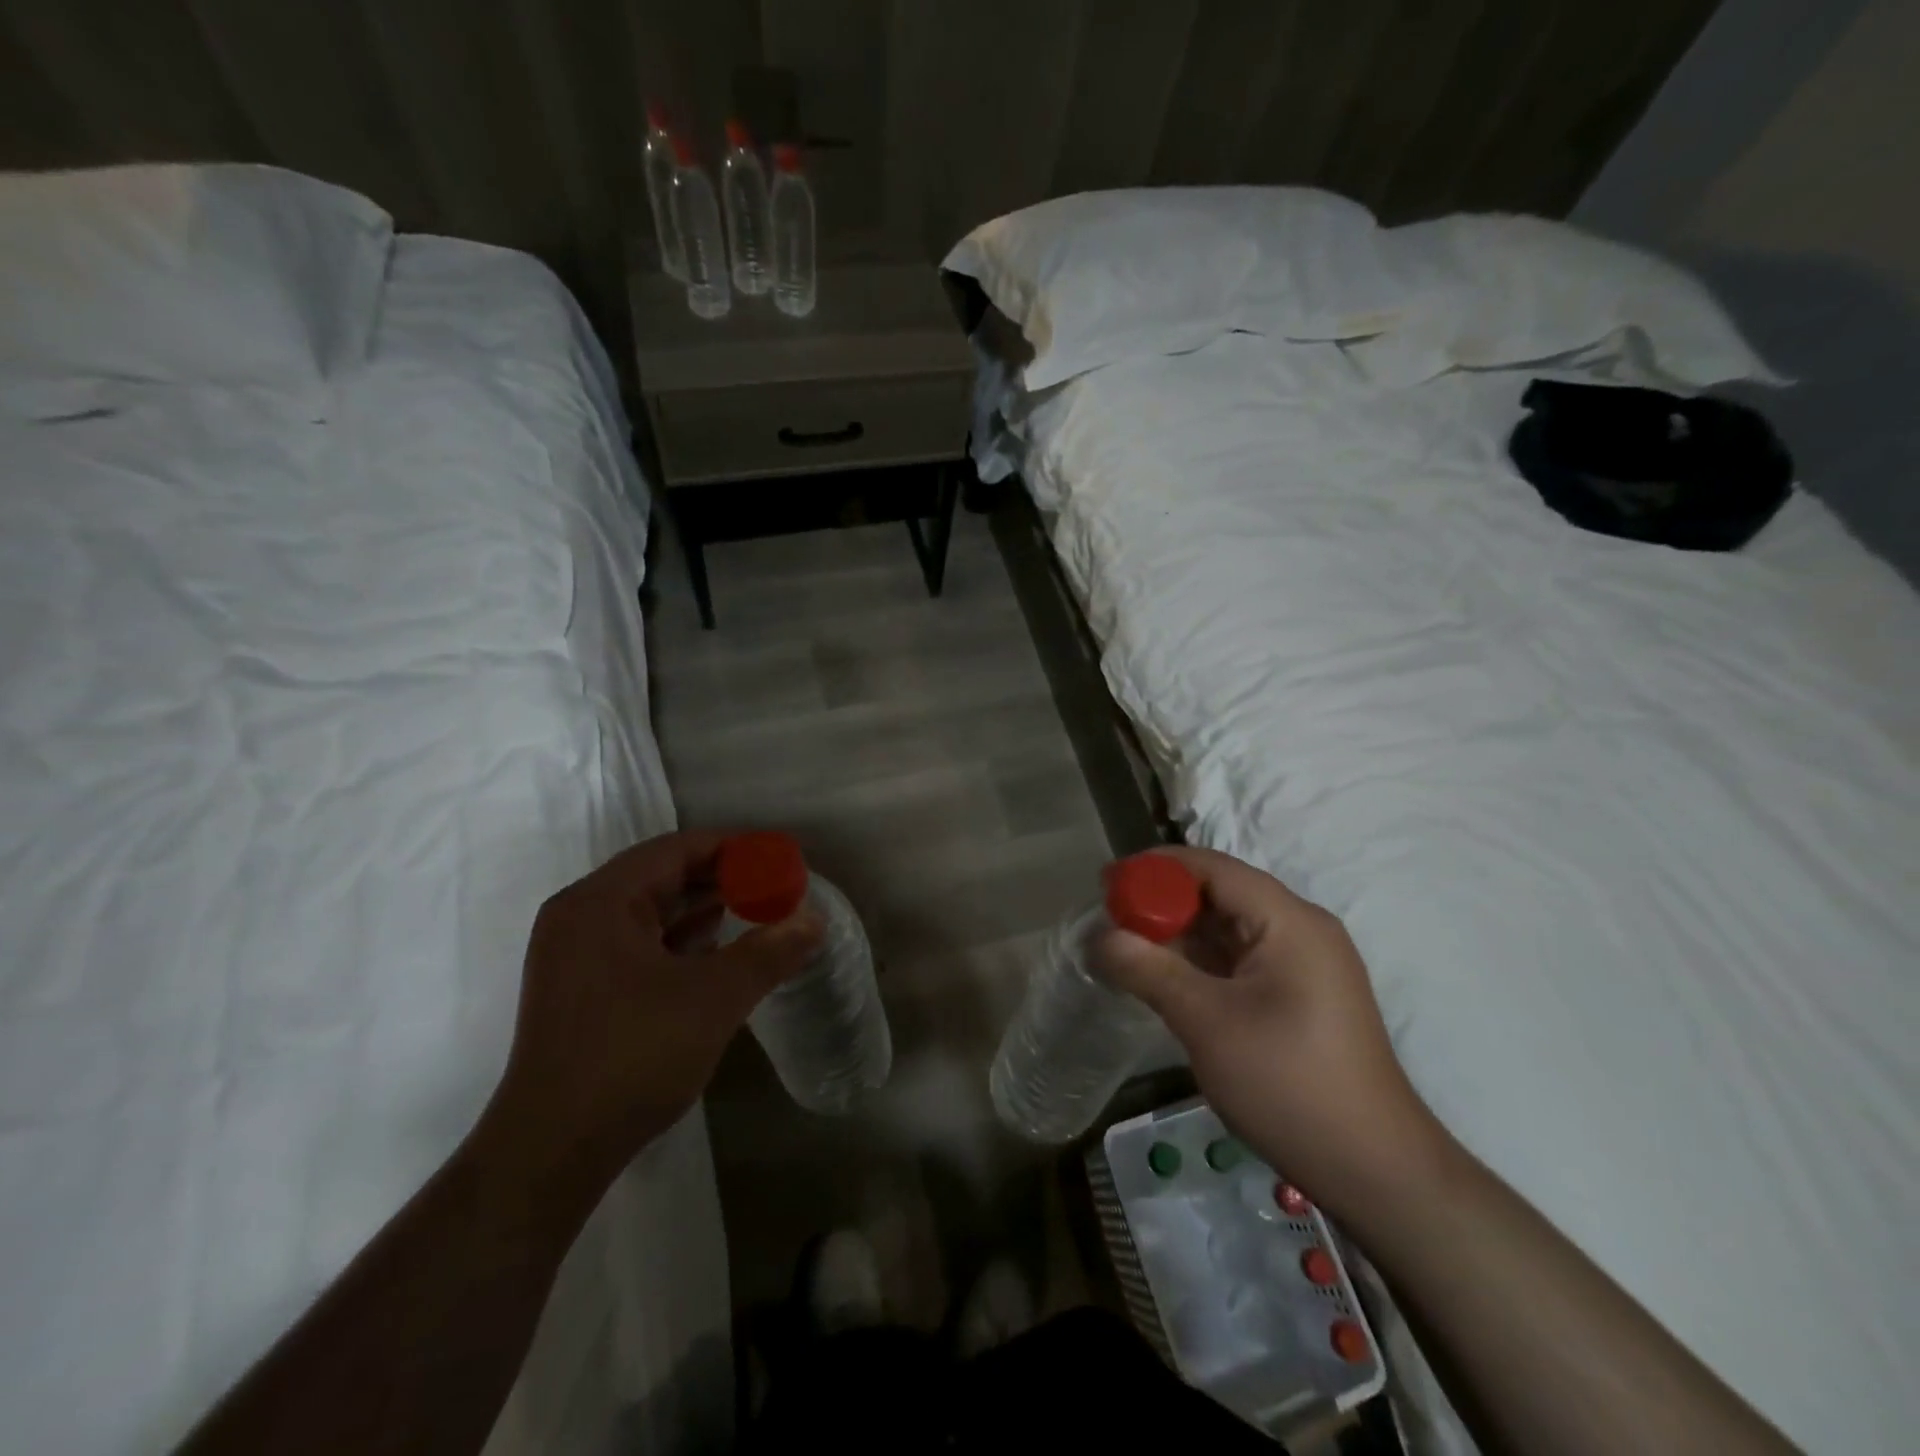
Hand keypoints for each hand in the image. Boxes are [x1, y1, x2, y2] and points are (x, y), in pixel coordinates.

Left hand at [474, 830, 823, 1198]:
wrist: (552, 1151)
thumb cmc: (633, 1056)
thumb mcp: (715, 997)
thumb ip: (769, 951)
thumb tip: (814, 920)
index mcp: (601, 901)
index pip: (676, 849)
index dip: (733, 847)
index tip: (778, 856)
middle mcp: (581, 916)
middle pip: (662, 876)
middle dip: (722, 879)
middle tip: (775, 885)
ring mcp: (575, 955)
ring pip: (651, 912)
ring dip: (703, 909)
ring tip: (757, 911)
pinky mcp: (581, 989)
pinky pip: (639, 943)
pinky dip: (681, 940)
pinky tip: (718, 951)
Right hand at [1096, 847, 1448, 1217]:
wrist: (1374, 1171)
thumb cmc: (1289, 1084)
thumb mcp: (1207, 1022)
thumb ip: (1148, 970)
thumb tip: (1098, 937)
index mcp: (1289, 920)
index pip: (1212, 867)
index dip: (1155, 868)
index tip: (1106, 884)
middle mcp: (1301, 928)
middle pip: (1221, 892)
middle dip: (1163, 901)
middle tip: (1110, 919)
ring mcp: (1304, 962)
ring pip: (1229, 926)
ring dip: (1179, 932)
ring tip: (1127, 946)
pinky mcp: (1300, 993)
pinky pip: (1241, 957)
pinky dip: (1200, 959)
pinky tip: (1165, 975)